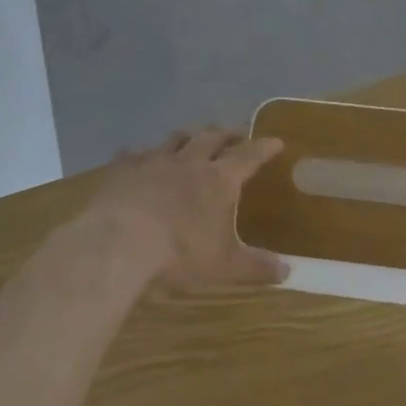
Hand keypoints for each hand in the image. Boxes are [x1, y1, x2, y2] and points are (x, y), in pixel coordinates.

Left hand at [80, 128, 290, 291]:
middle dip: (226, 134)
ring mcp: (154, 161)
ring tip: (193, 136)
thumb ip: (255, 267)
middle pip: (212, 137)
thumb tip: (288, 272)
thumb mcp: (223, 267)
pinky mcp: (123, 169)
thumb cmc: (178, 255)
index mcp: (218, 180)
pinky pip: (135, 153)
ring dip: (188, 136)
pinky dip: (142, 153)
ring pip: (176, 139)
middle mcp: (189, 162)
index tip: (275, 141)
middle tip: (234, 133)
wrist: (118, 244)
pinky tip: (137, 156)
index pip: (248, 156)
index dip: (263, 147)